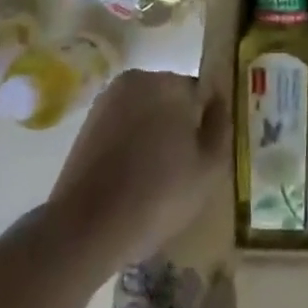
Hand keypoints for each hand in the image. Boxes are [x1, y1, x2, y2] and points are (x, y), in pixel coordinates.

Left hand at [48, 70, 228, 270]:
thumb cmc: (158, 195)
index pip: (201, 94)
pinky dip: (130, 144)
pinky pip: (122, 127)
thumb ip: (221, 127)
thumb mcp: (209, 168)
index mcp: (170, 83)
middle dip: (179, 125)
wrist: (86, 227)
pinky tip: (132, 178)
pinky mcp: (87, 124)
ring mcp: (107, 101)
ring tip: (156, 177)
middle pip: (172, 99)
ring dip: (153, 134)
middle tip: (183, 167)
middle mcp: (137, 80)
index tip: (205, 154)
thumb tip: (218, 104)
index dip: (207, 124)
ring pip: (145, 113)